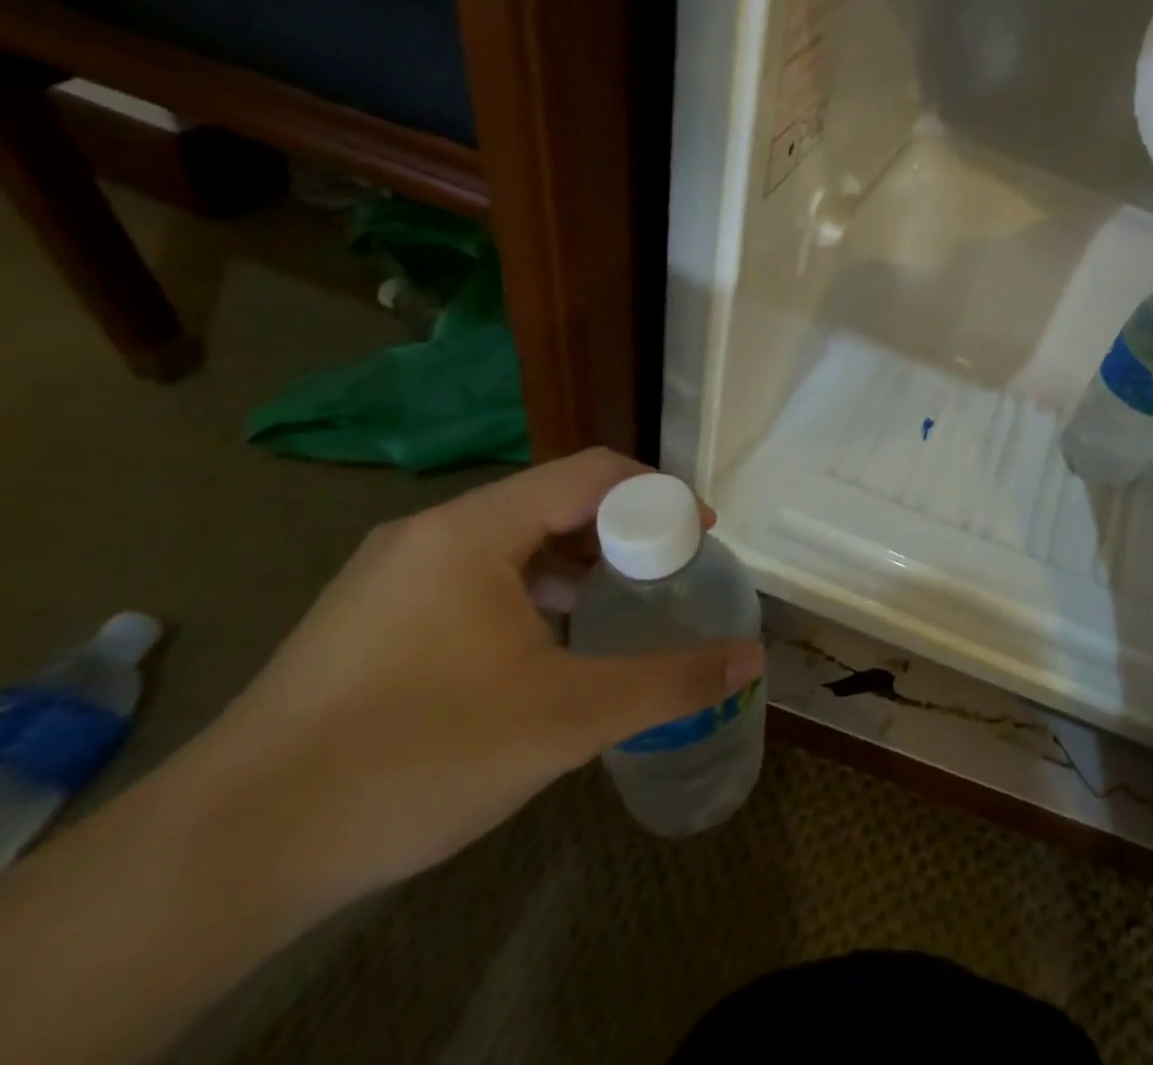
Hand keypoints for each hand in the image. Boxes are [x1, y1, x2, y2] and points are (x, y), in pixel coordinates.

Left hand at [183, 448, 763, 910]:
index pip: (593, 472)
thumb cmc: (413, 758)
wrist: (221, 858)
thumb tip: (753, 658)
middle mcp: (430, 532)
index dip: (660, 495)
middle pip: (554, 500)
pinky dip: (529, 590)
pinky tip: (542, 648)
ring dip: (576, 563)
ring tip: (616, 609)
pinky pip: (473, 575)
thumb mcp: (566, 721)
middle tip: (665, 578)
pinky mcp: (368, 617)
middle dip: (622, 532)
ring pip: (511, 539)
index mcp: (474, 530)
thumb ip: (670, 683)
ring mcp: (390, 573)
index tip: (701, 538)